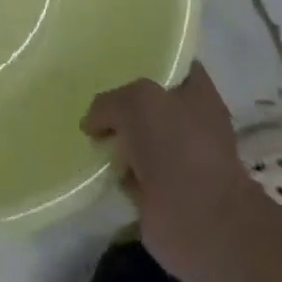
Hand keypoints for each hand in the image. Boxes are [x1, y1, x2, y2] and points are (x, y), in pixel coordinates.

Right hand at [83, 64, 254, 281]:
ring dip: (116, 140)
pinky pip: (130, 173)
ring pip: (138, 139)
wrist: (197, 221)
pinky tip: (91, 166)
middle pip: (151, 103)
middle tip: (91, 99)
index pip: (174, 65)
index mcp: (197, 94)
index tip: (117, 62)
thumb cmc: (177, 147)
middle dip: (123, 104)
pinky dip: (114, 173)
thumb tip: (93, 123)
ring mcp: (179, 161)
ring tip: (84, 133)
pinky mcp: (162, 194)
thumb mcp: (136, 102)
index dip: (149, 60)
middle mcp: (191, 123)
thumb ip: (109, 102)